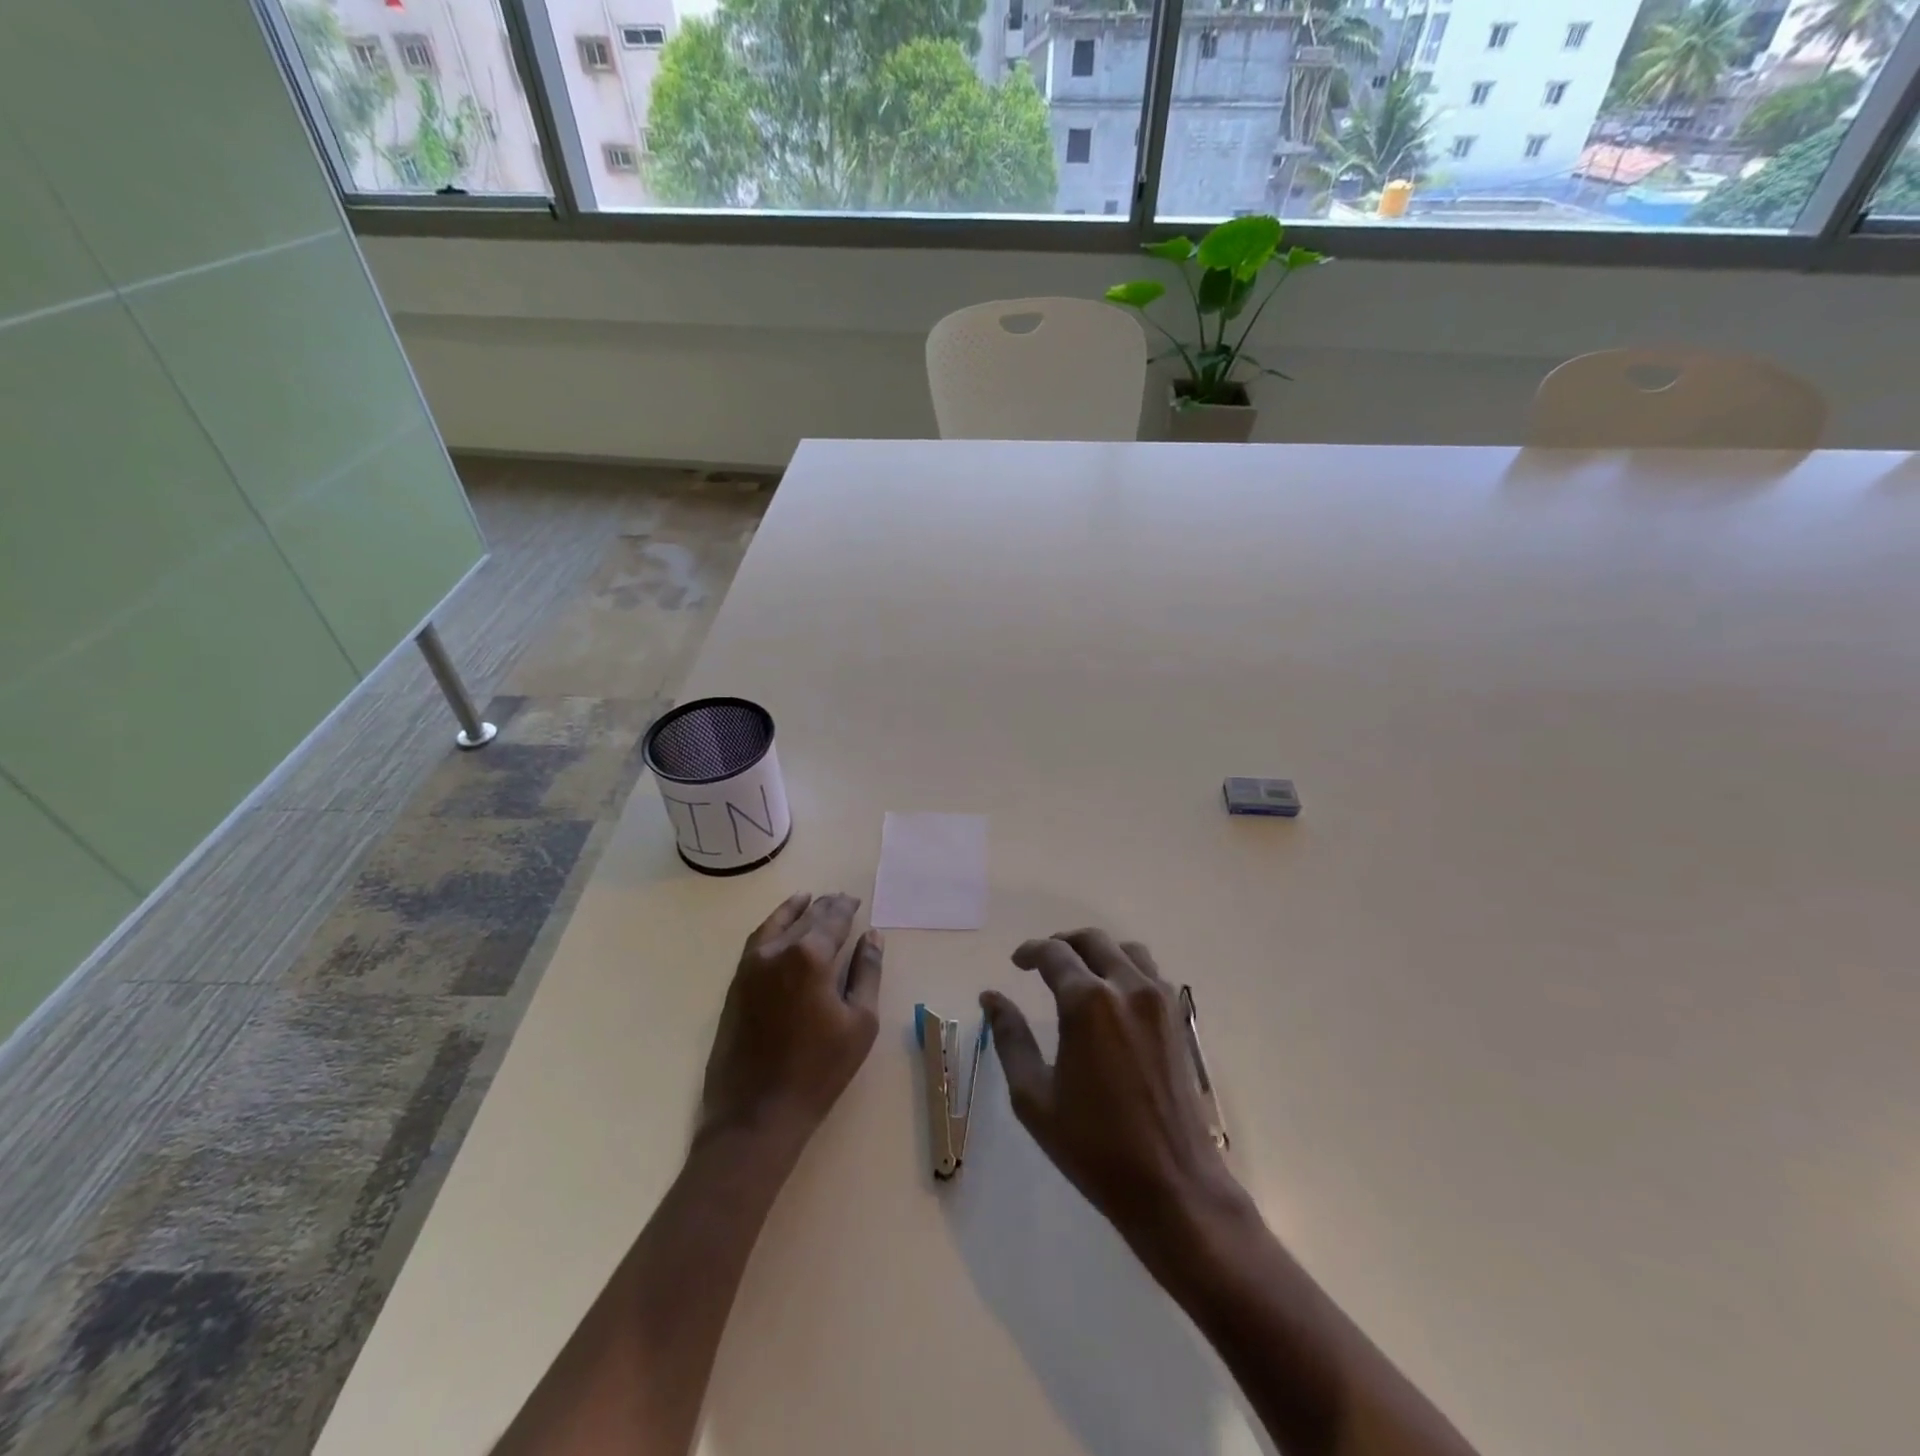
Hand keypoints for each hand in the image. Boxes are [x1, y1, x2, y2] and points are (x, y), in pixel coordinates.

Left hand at [700, 893, 882, 1147]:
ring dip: (793, 911)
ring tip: (806, 900)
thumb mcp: (860, 1022)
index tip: (854, 900)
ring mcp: (749, 968)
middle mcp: (776, 952)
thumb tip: (872, 937)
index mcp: (810, 957)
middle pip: (804, 919)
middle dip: (823, 907)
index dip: (845, 908)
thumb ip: (867, 973)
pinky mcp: (734, 986)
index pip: (831, 920)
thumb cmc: (818, 1070)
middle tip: (838, 898)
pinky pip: (756, 943)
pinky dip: (771, 928)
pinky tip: (780, 931)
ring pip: (775, 926)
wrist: (756, 1113)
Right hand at [981, 930, 1243, 1258]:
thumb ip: (1010, 1038)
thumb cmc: (1094, 1146)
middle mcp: (1127, 988)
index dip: (1031, 952)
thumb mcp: (1034, 1097)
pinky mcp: (1177, 1020)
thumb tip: (991, 997)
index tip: (1017, 962)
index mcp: (1088, 1003)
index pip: (1054, 954)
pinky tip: (1112, 996)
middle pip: (1092, 941)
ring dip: (1098, 952)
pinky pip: (1150, 972)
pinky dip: (1126, 968)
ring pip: (1126, 950)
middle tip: (1042, 962)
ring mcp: (1159, 1001)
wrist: (1172, 1184)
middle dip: (1063, 944)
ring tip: (1079, 973)